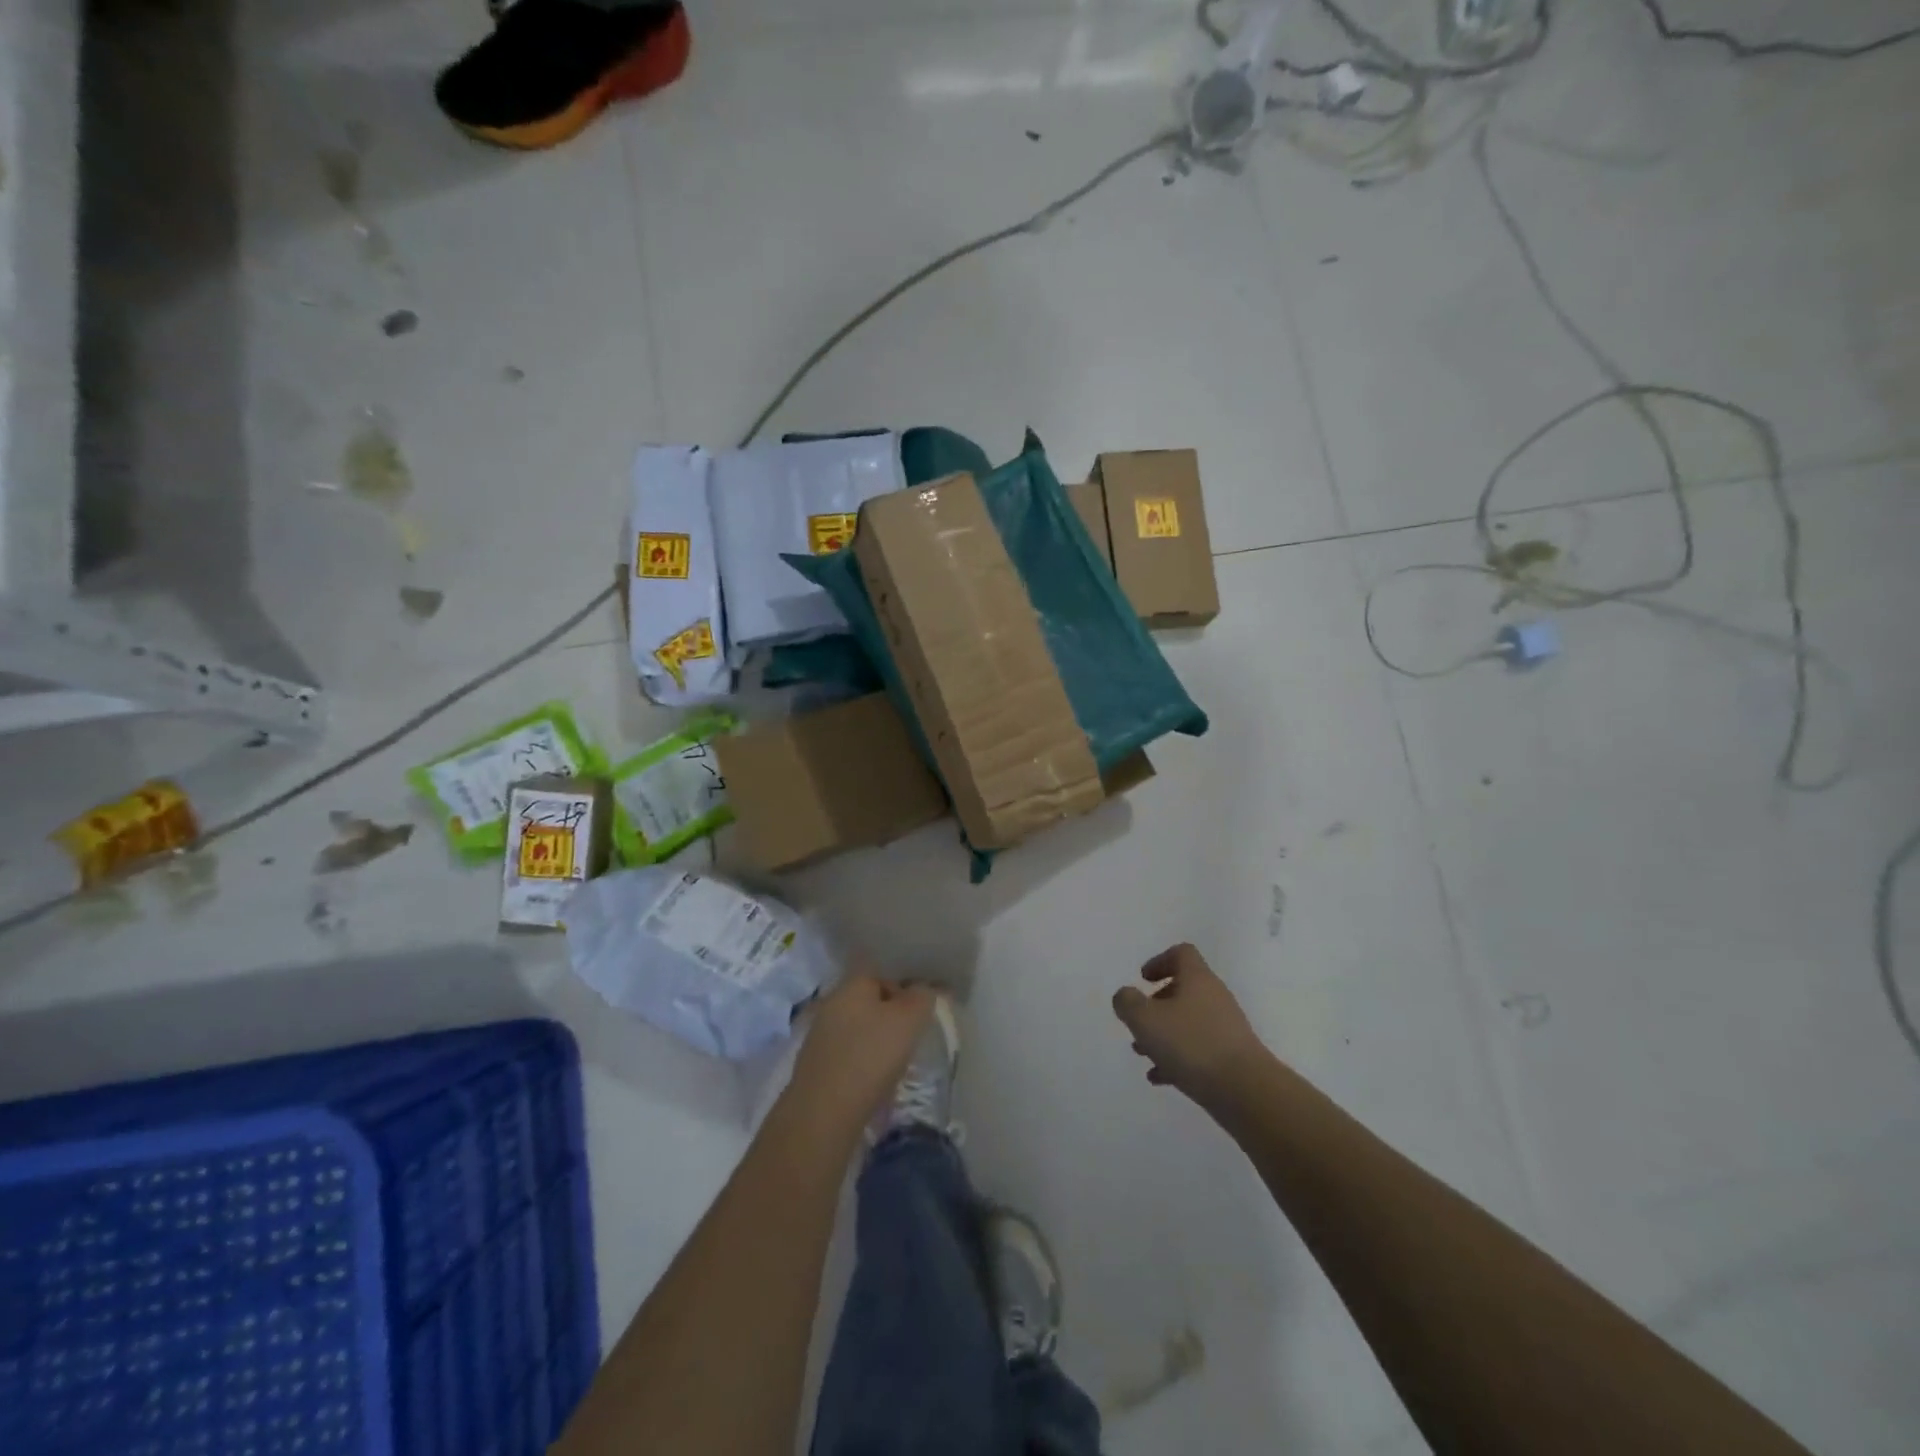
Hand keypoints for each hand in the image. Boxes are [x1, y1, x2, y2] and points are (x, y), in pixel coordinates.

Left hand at [784, 972, 936, 1134]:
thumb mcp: (909, 1020)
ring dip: (876, 1038)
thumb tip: (925, 988)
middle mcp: (831, 1002)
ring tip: (896, 1061)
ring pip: (857, 1026)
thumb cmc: (870, 1056)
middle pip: (869, 1000)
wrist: (823, 1113)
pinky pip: (847, 1051)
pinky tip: (873, 1079)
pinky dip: (862, 1060)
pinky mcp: (815, 1063)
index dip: (905, 987)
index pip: (882, 972)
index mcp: (852, 984)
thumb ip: (922, 997)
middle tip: (912, 1035)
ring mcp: (819, 1033)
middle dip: (891, 1014)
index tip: (921, 1010)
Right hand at [1113, 944, 1270, 1108]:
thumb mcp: (1145, 1019)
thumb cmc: (1191, 1044)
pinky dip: (1178, 1057)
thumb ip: (1128, 1002)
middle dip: (1156, 1005)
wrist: (1246, 1090)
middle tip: (1139, 1022)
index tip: (1143, 980)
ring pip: (1189, 1022)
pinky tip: (1160, 1077)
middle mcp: (1215, 997)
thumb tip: (1126, 996)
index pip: (1181, 954)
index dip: (1160, 961)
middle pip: (1183, 989)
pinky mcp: (1232, 1057)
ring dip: (1164, 1033)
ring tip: (1143, 1054)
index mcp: (1197, 979)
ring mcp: (1226, 1028)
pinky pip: (1199, 1049)